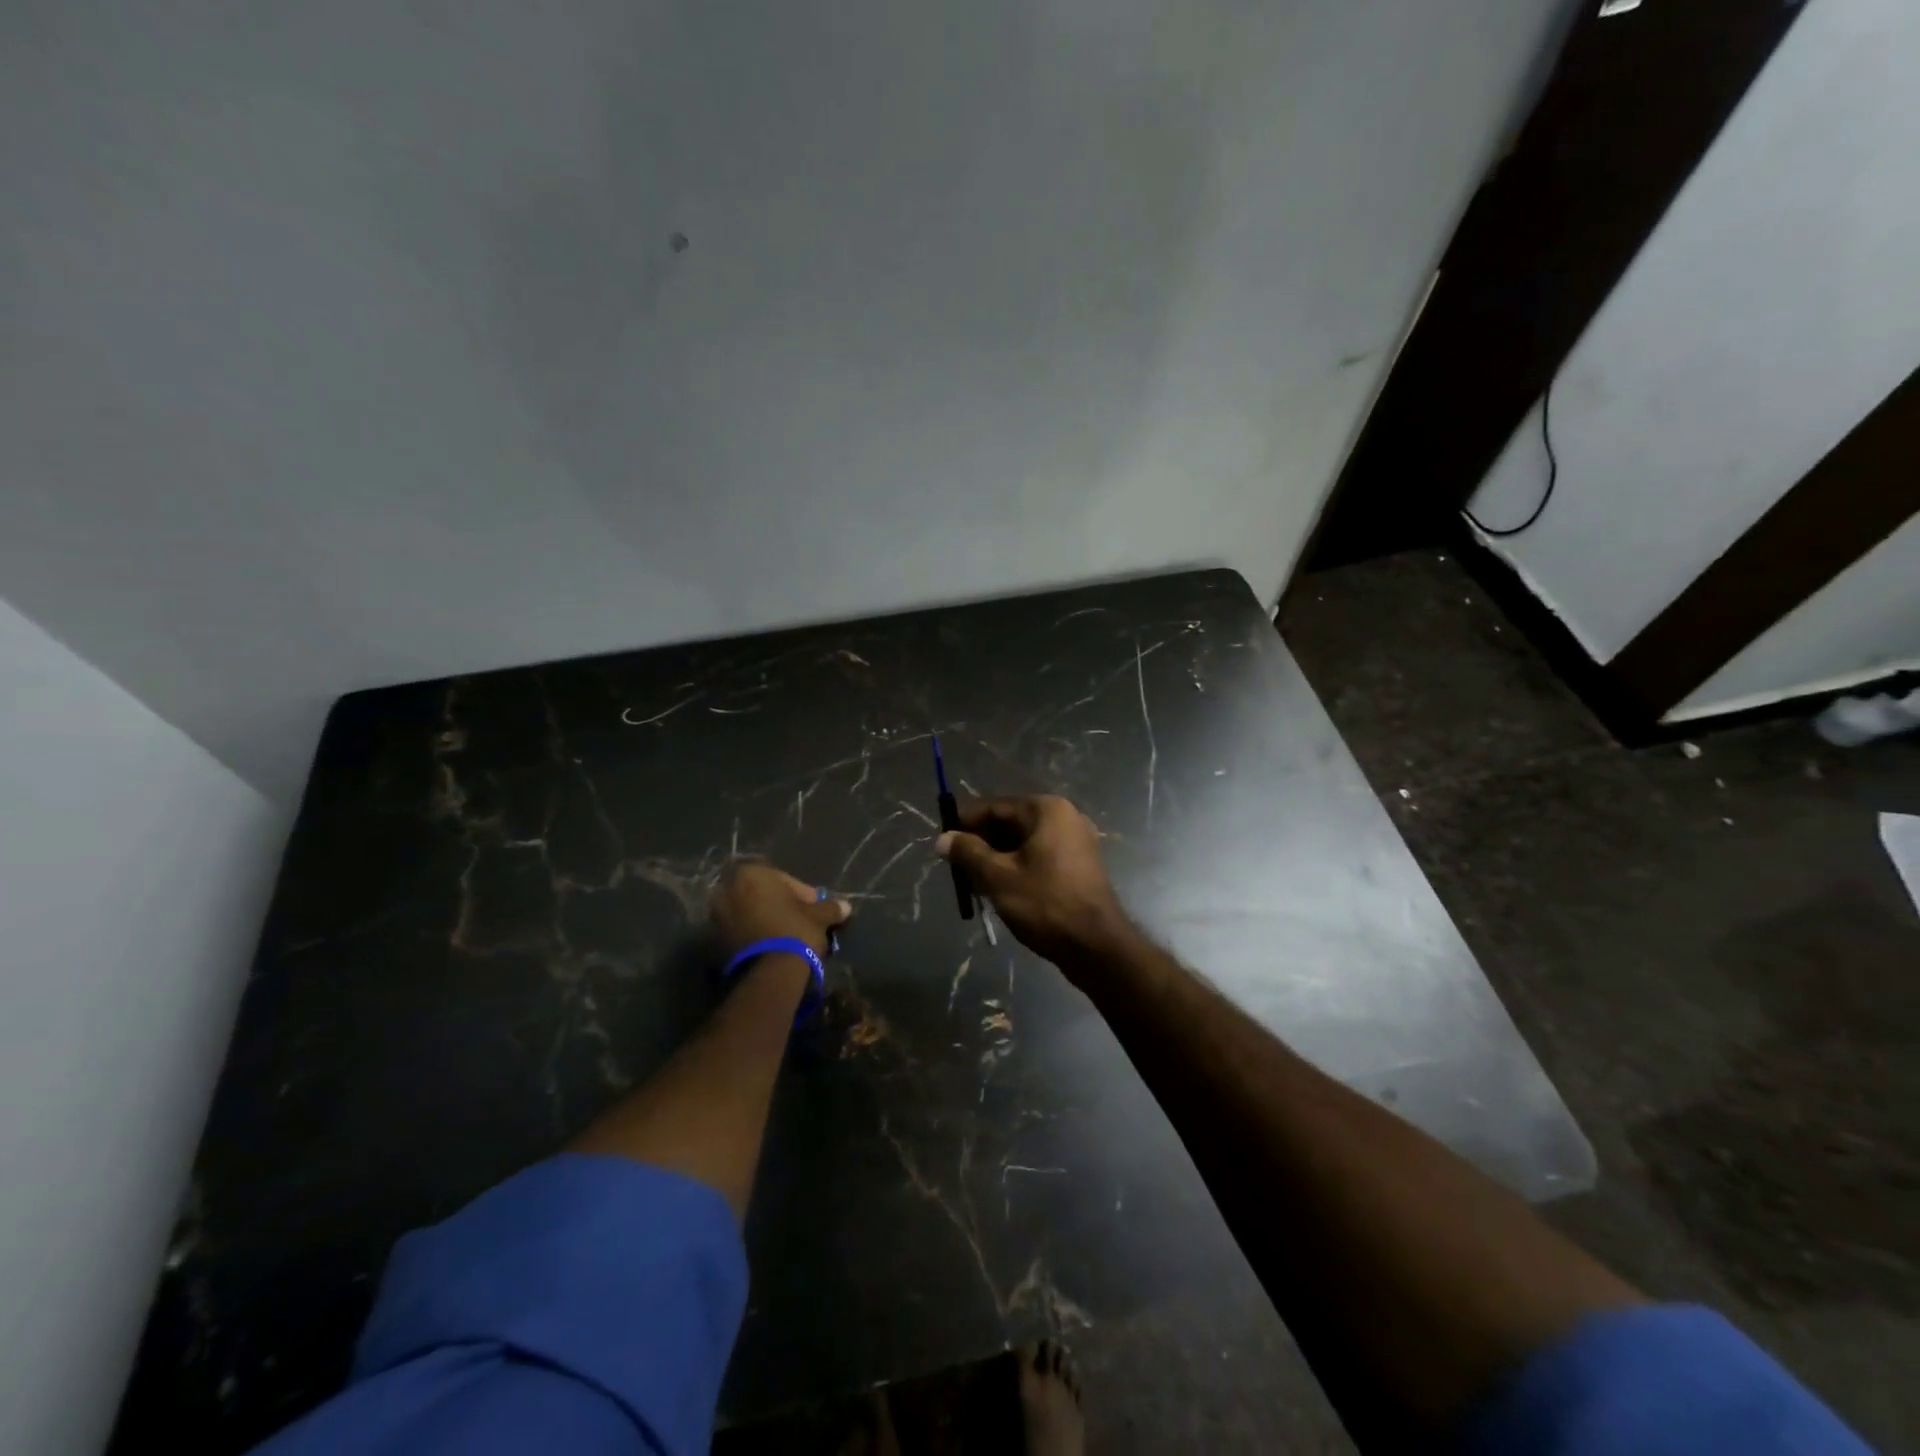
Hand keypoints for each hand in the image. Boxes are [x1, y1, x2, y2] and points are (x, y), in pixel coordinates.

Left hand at [710, 863, 851, 962]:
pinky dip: (754, 936)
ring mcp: (716, 918)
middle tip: (801, 921)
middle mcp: (727, 891)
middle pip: (762, 895)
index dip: (802, 894)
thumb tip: (846, 906)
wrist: (769, 974)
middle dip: (781, 906)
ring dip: (766, 921)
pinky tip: (772, 948)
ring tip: (786, 937)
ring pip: (749, 914)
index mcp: (750, 874)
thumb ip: (830, 907)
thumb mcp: (819, 917)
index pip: (783, 879)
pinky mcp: (714, 944)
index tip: (815, 908)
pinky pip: (740, 933)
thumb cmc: (794, 931)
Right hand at [935, 795, 1134, 973]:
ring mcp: (1076, 841)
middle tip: (956, 867)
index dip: (965, 823)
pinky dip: (1017, 867)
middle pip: (1010, 823)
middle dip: (981, 843)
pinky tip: (999, 890)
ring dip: (997, 858)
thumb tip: (943, 839)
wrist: (1096, 945)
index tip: (943, 841)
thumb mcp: (998, 877)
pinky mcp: (1079, 865)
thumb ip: (968, 853)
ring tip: (973, 883)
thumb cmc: (1045, 903)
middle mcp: (1065, 817)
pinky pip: (1039, 857)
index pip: (995, 807)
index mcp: (1046, 810)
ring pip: (1024, 842)